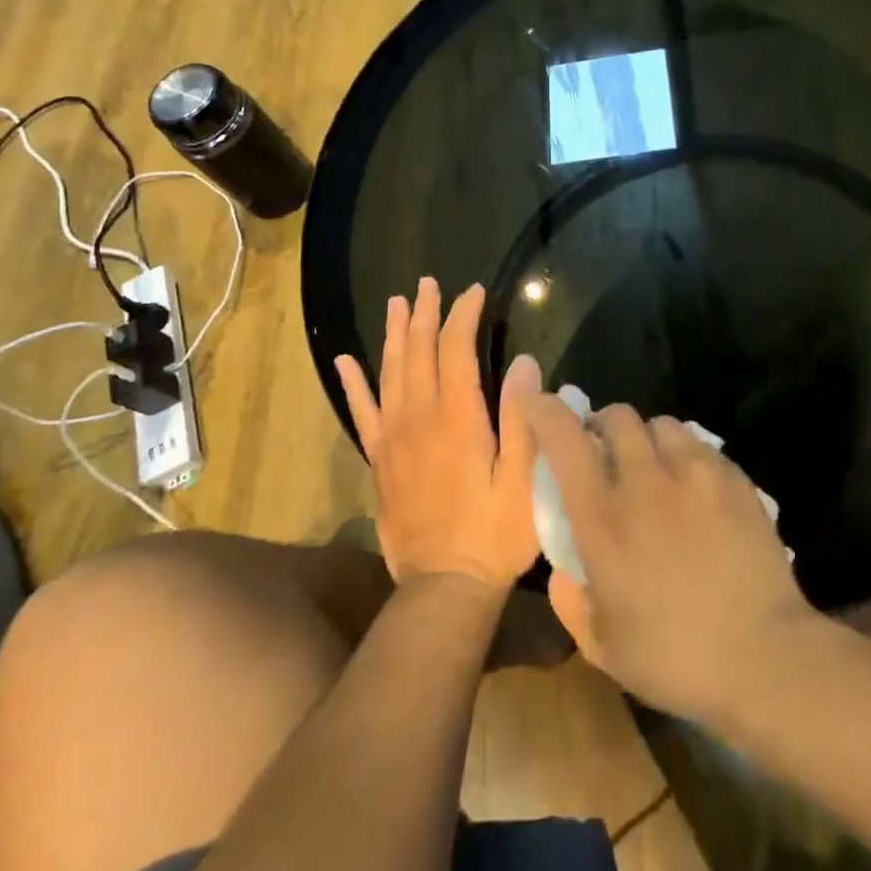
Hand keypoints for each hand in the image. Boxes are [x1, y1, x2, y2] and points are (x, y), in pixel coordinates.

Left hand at [335, 279, 540, 591]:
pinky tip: (346, 361)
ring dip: (395, 334)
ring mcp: (393, 438)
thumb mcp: (524, 479)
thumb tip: (523, 363)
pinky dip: (354, 384)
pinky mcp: (380, 460)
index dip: (464, 315)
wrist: (443, 587)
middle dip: (426, 313)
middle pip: (419, 351)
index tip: (474, 291)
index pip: (456, 349)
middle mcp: (419, 417)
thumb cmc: (495, 533)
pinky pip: (362, 412)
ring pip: (389, 372)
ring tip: (398, 303)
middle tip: (429, 283)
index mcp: (457, 417)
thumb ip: (522, 418)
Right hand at [524, 396, 815, 721]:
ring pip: (660, 424)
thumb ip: (571, 602)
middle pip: (616, 416)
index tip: (539, 402)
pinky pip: (699, 445)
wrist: (765, 656)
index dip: (546, 411)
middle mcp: (644, 480)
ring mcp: (693, 472)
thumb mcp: (604, 648)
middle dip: (603, 426)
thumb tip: (563, 571)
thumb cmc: (676, 657)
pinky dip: (686, 455)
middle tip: (606, 455)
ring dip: (647, 439)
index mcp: (603, 516)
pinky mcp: (732, 477)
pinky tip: (695, 489)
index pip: (564, 439)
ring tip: (655, 468)